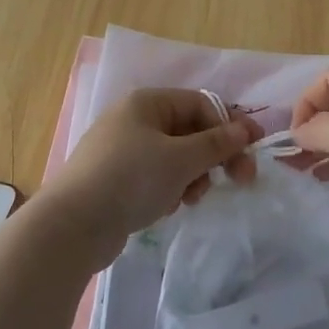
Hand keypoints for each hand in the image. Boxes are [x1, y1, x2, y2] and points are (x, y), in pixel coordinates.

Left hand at [43, 88, 260, 253]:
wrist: (73, 225)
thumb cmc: (132, 179)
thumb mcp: (182, 158)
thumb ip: (217, 143)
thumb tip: (244, 129)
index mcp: (147, 103)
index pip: (201, 104)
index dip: (231, 125)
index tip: (254, 150)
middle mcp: (134, 120)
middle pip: (190, 131)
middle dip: (213, 156)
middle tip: (239, 180)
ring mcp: (122, 150)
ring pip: (175, 156)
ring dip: (192, 176)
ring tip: (190, 198)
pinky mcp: (116, 179)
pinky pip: (156, 176)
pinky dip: (169, 189)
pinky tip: (166, 207)